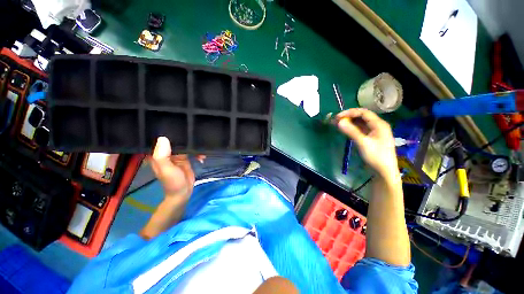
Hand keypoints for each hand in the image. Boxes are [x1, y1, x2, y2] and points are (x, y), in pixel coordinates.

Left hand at [151, 137, 198, 197]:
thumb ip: (163, 156)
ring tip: (201, 150)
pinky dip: (197, 153)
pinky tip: (202, 157)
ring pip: (184, 145)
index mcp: (157, 154)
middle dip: (183, 138)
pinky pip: (191, 151)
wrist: (183, 192)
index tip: (176, 126)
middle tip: (194, 134)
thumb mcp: (166, 170)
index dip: (166, 132)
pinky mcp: (185, 158)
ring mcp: (176, 155)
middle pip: (173, 140)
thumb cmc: (173, 182)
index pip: (159, 139)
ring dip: (193, 146)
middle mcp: (165, 153)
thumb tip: (163, 138)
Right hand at [336, 108, 397, 177]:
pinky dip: (352, 128)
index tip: (338, 117)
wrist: (384, 171)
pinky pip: (360, 129)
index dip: (350, 112)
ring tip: (338, 124)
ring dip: (349, 122)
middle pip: (362, 116)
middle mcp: (377, 125)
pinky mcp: (371, 137)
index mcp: (379, 124)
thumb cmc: (376, 156)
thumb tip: (339, 122)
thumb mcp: (363, 143)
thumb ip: (351, 131)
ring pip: (360, 123)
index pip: (363, 113)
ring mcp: (374, 131)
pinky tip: (345, 129)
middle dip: (348, 117)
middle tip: (336, 120)